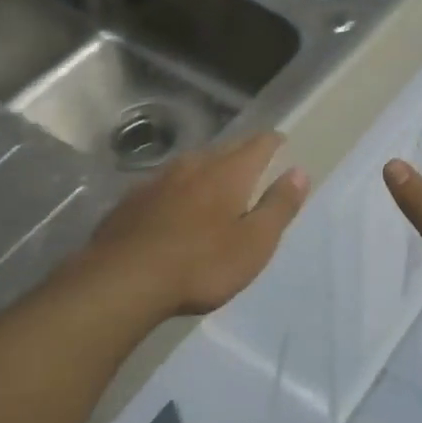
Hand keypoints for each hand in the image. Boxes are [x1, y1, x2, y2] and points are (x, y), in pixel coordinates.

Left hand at [78, 133, 309, 318]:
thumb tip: (300, 172)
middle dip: (241, 152)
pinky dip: (179, 188)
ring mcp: (158, 180)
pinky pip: (165, 184)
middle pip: (224, 149)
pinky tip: (174, 204)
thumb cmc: (201, 264)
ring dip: (208, 168)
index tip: (281, 143)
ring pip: (191, 164)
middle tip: (253, 161)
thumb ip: (279, 206)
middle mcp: (194, 165)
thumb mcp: (254, 243)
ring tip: (216, 180)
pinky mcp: (131, 200)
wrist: (121, 280)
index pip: (258, 144)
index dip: (273, 142)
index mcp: (228, 172)